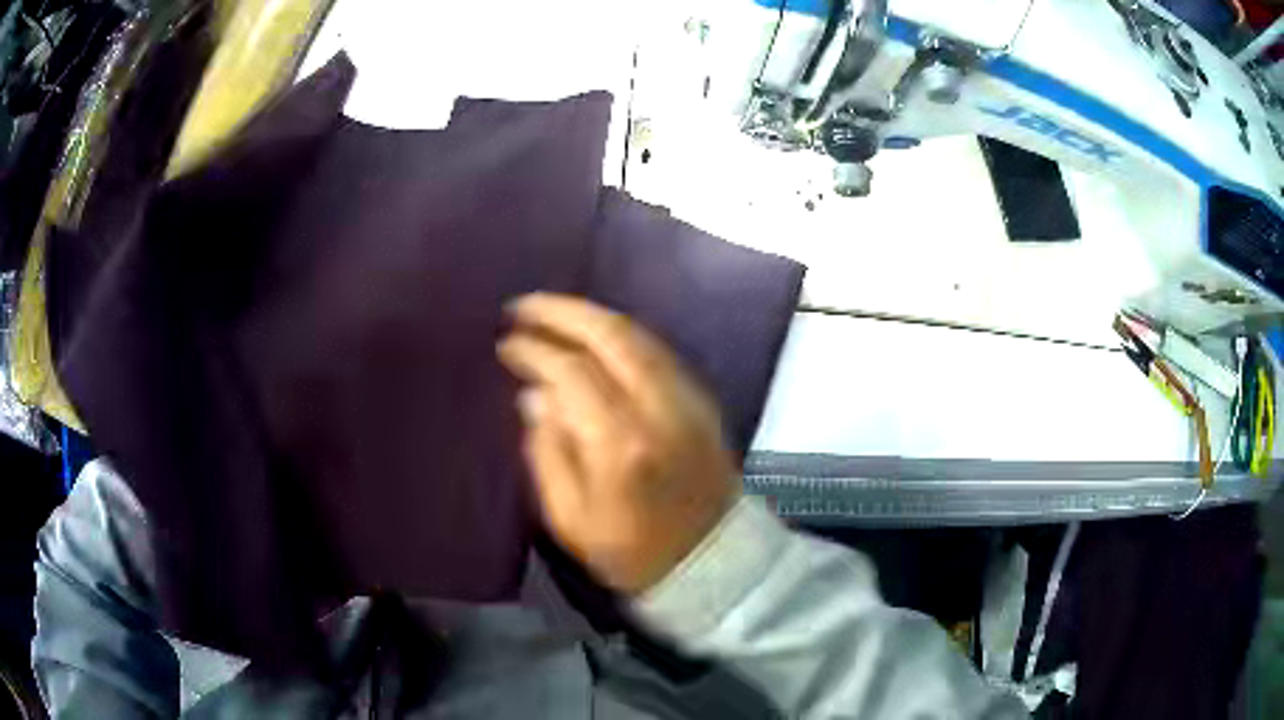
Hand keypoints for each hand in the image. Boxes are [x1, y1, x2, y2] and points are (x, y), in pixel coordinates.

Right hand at [498, 293, 738, 594]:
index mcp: (620, 445)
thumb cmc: (632, 551)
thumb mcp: (570, 519)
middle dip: (562, 311)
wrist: (713, 561)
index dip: (534, 351)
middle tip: (523, 306)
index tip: (506, 343)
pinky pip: (657, 350)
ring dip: (592, 315)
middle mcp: (659, 409)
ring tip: (552, 312)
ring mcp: (687, 399)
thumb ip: (548, 453)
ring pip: (638, 335)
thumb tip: (534, 395)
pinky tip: (595, 335)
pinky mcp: (702, 400)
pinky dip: (621, 333)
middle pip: (611, 335)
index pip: (571, 373)